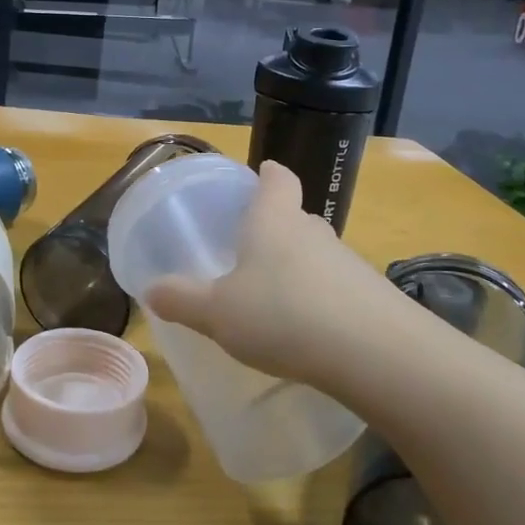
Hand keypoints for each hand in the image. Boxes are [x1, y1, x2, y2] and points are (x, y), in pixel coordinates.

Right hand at [144, 161, 395, 387]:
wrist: (373, 351)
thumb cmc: (281, 314)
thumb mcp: (217, 312)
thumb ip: (182, 300)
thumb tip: (151, 290)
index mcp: (274, 220)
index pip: (277, 179)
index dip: (268, 174)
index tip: (262, 173)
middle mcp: (313, 231)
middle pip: (296, 216)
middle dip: (277, 226)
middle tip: (251, 249)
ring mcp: (348, 262)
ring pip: (317, 253)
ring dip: (298, 267)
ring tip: (275, 298)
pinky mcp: (371, 296)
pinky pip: (338, 287)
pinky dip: (321, 299)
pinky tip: (308, 330)